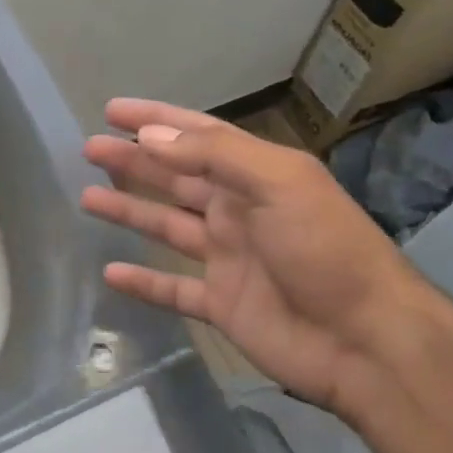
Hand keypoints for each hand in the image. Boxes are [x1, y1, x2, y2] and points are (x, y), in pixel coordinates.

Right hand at [81, 99, 443, 423]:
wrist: (366, 341)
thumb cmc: (326, 249)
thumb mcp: (280, 184)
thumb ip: (216, 156)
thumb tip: (151, 137)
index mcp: (256, 176)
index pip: (197, 136)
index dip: (156, 120)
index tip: (113, 111)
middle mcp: (238, 211)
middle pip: (175, 178)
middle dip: (133, 161)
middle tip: (89, 148)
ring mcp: (228, 259)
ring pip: (167, 227)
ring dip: (129, 211)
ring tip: (87, 197)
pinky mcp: (222, 304)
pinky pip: (172, 289)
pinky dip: (143, 282)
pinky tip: (111, 272)